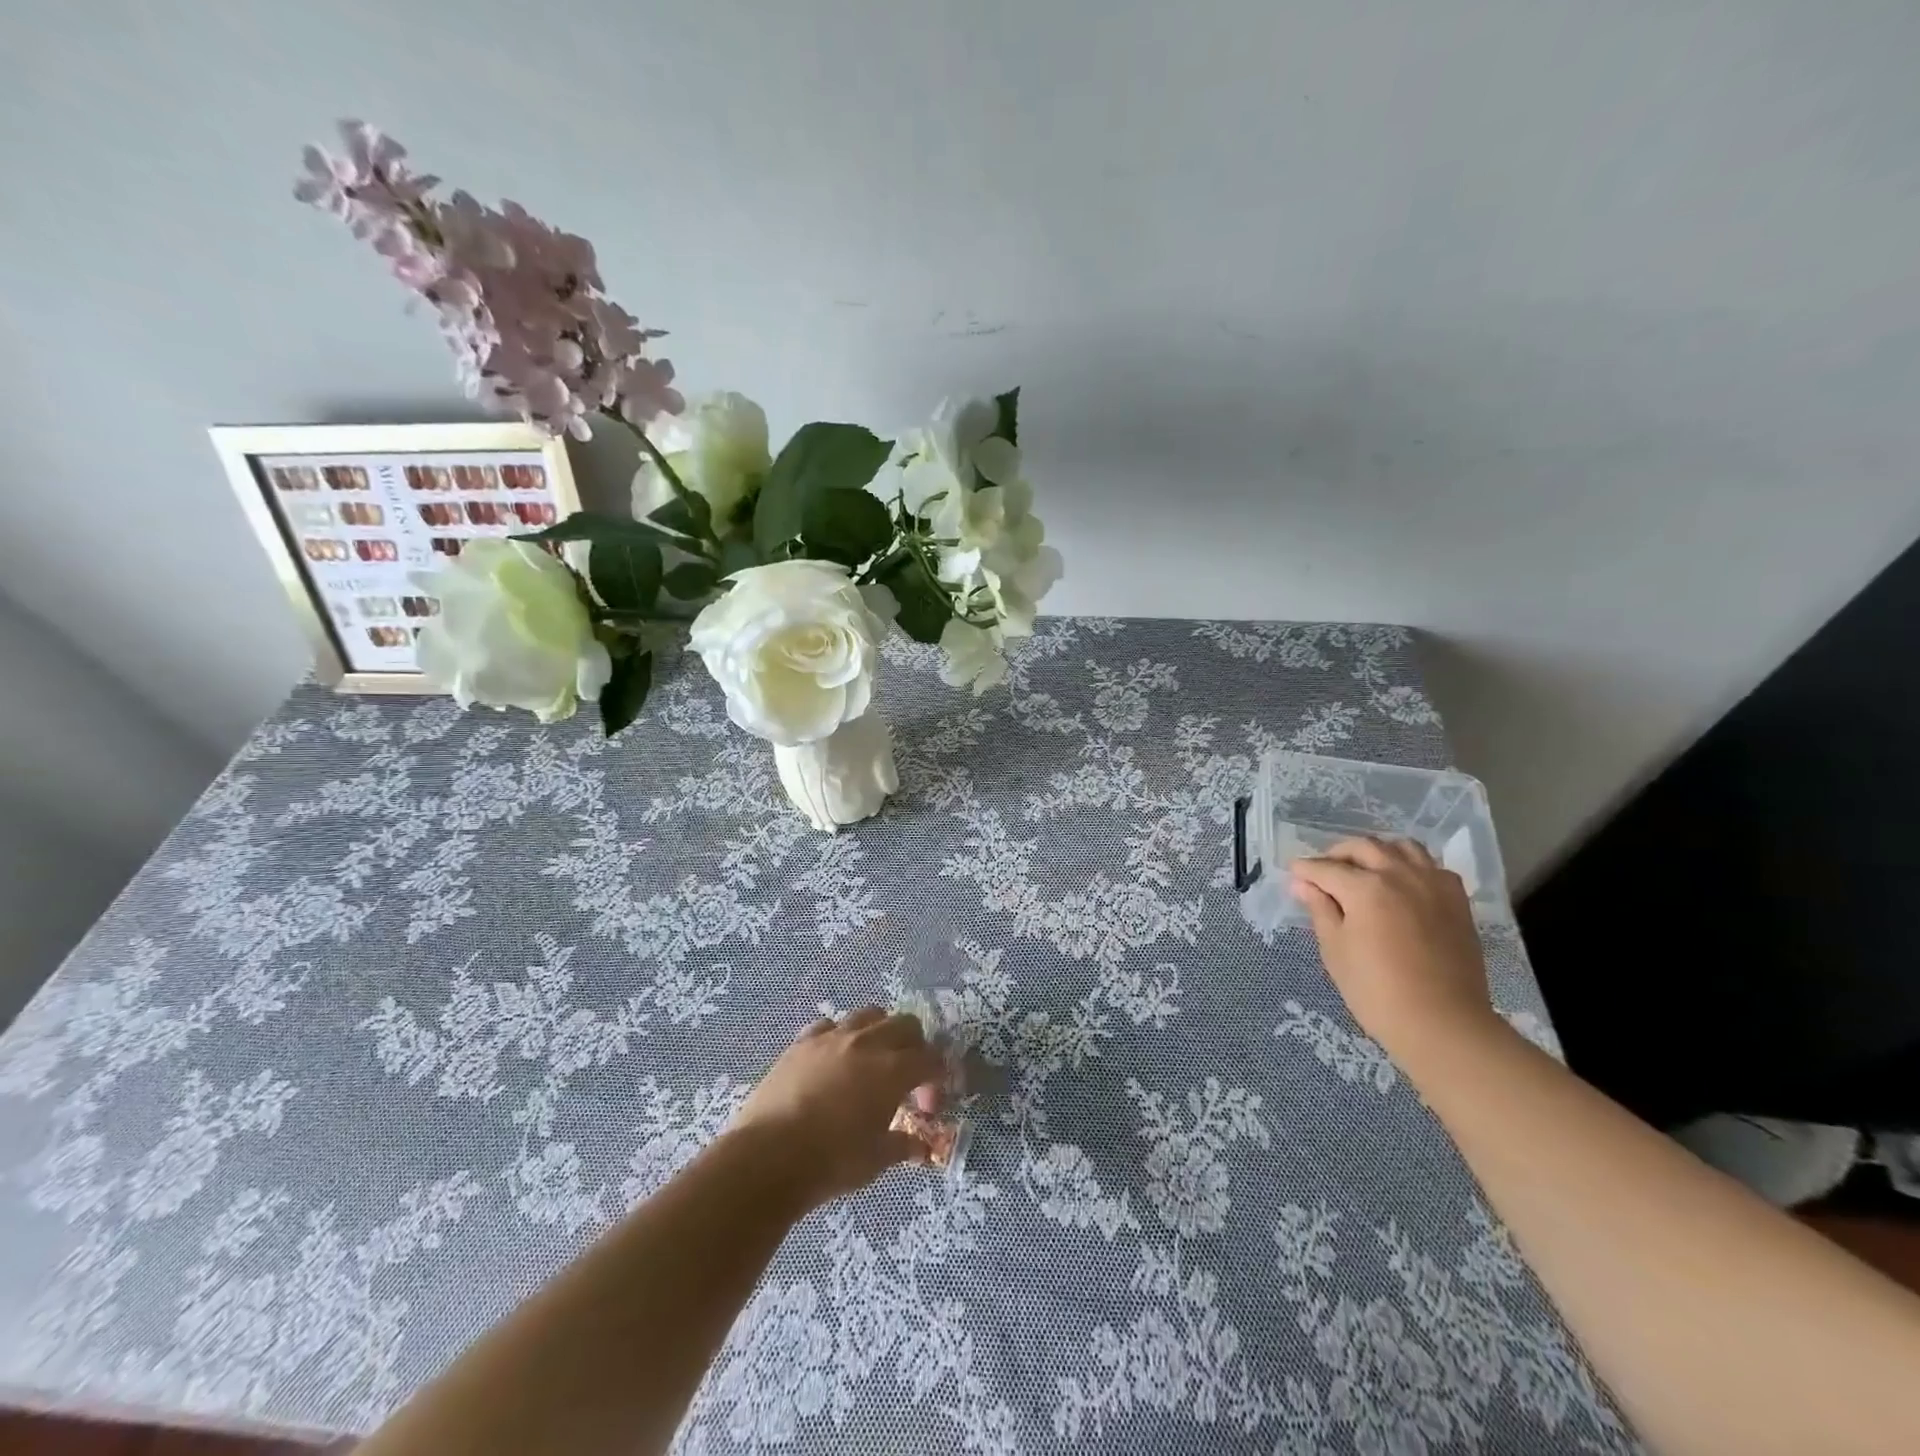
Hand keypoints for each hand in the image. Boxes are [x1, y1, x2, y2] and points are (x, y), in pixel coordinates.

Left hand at [728, 1008, 945, 1208]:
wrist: (768, 1156)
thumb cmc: (831, 1162)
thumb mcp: (875, 1160)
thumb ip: (902, 1146)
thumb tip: (919, 1147)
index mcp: (893, 1070)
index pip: (930, 1058)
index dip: (936, 1079)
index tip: (926, 1106)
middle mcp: (868, 1043)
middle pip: (905, 1024)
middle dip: (914, 1046)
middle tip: (906, 1077)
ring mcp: (832, 1037)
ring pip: (869, 1014)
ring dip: (879, 1032)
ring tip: (872, 1060)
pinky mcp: (802, 1042)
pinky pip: (829, 1025)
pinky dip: (840, 1037)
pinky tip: (833, 1061)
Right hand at [1290, 837, 1503, 1071]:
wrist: (1443, 1024)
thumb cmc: (1377, 992)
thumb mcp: (1335, 950)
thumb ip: (1320, 909)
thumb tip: (1302, 884)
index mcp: (1366, 889)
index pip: (1326, 868)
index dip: (1305, 870)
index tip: (1293, 874)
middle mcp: (1400, 875)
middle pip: (1363, 847)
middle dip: (1337, 854)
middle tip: (1323, 872)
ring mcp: (1433, 884)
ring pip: (1401, 846)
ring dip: (1376, 852)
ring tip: (1364, 870)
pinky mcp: (1456, 899)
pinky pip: (1431, 866)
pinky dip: (1410, 865)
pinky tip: (1401, 884)